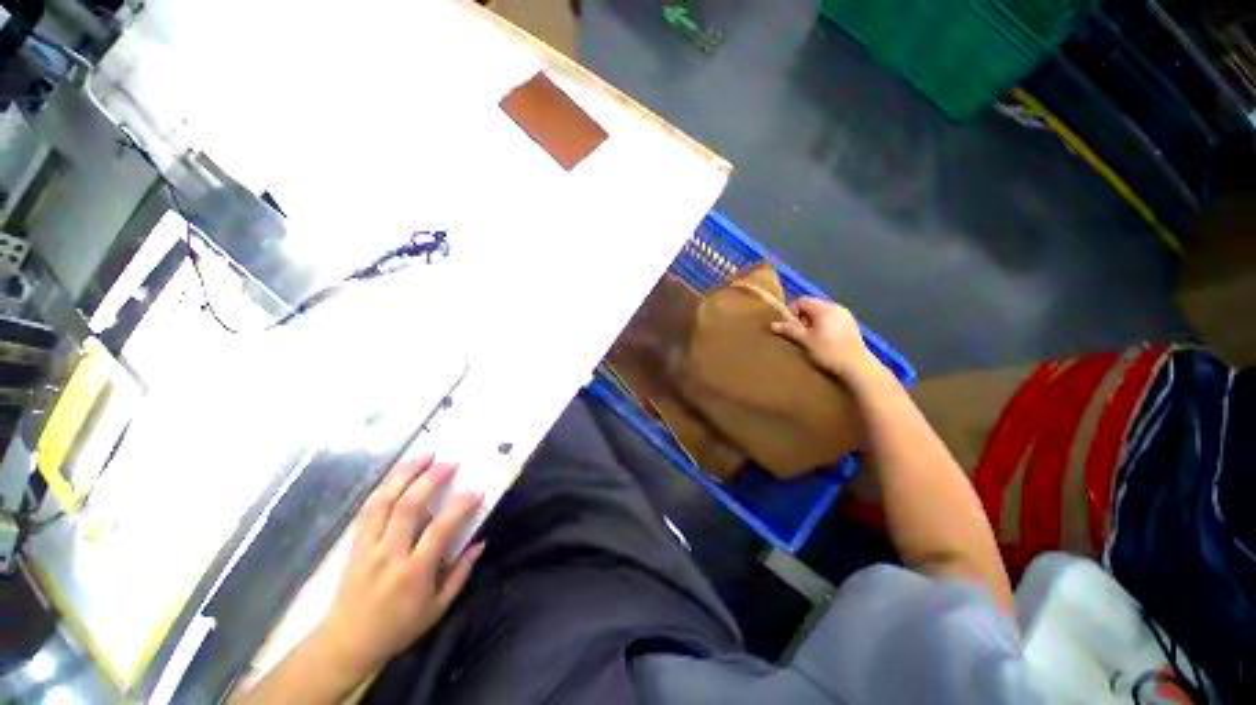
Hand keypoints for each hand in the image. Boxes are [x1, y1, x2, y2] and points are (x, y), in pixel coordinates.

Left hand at [312, 456, 484, 679]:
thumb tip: (480, 542)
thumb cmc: (398, 627)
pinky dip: (385, 486)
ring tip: (424, 455)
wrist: (346, 643)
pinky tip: (399, 473)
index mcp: (413, 573)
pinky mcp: (354, 544)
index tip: (476, 491)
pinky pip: (368, 509)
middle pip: (406, 507)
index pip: (438, 531)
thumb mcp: (438, 608)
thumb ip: (461, 574)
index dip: (459, 507)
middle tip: (450, 462)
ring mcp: (367, 547)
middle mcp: (388, 555)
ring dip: (404, 474)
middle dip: (430, 479)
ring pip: (382, 502)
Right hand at [770, 297, 878, 378]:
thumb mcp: (805, 340)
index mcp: (825, 308)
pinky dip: (823, 326)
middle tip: (799, 334)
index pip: (802, 300)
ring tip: (810, 338)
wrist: (856, 366)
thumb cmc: (828, 351)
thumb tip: (772, 325)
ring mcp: (846, 316)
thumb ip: (789, 330)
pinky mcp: (851, 326)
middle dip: (802, 318)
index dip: (792, 311)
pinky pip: (831, 320)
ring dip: (812, 323)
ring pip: (822, 314)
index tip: (789, 326)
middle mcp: (836, 307)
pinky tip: (823, 341)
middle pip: (812, 306)